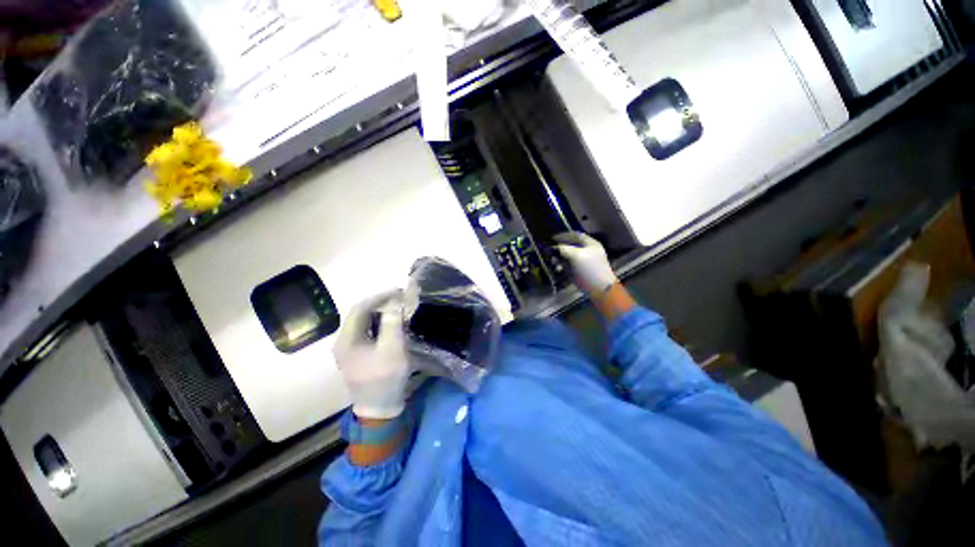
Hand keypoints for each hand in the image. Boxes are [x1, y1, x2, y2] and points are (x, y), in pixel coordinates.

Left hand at [334, 290, 409, 419]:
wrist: (380, 408)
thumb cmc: (385, 378)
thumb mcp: (392, 349)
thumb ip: (393, 323)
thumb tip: (395, 303)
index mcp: (347, 340)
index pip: (360, 309)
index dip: (379, 297)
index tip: (398, 291)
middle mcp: (344, 342)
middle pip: (361, 314)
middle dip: (381, 303)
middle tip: (401, 298)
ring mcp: (350, 349)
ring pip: (365, 322)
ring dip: (382, 312)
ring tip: (399, 307)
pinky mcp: (359, 354)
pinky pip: (368, 331)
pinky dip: (381, 323)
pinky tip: (393, 322)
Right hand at [554, 232, 618, 294]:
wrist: (599, 288)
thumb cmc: (589, 269)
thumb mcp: (576, 256)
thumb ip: (564, 249)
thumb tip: (554, 247)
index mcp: (590, 244)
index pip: (576, 235)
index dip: (564, 235)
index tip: (553, 238)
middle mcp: (587, 251)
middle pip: (570, 246)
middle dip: (560, 249)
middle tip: (551, 253)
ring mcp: (583, 262)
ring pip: (568, 256)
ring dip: (559, 259)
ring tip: (554, 263)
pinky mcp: (579, 271)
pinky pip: (568, 266)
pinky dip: (562, 266)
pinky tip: (558, 270)